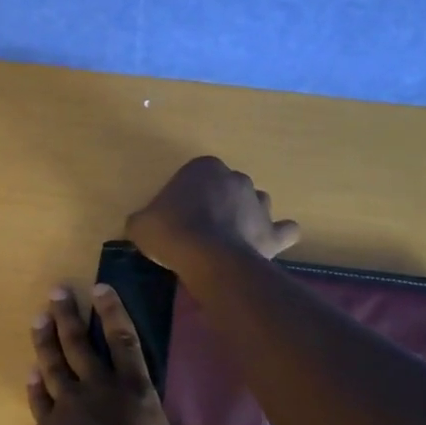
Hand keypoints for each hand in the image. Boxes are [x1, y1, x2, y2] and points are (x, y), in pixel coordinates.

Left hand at [28, 284, 224, 424]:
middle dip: (68, 315)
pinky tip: (30, 374)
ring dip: (45, 340)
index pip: (124, 341)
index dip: (112, 312)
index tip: (99, 288)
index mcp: (135, 393)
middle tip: (56, 292)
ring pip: (54, 364)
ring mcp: (68, 405)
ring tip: (37, 319)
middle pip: (79, 344)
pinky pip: (39, 399)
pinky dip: (35, 385)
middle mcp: (99, 389)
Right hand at [125, 156, 301, 276]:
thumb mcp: (141, 224)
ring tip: (231, 238)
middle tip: (202, 228)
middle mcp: (236, 178)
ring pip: (256, 204)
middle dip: (220, 204)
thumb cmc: (170, 231)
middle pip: (228, 188)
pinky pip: (284, 230)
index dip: (188, 196)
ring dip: (247, 216)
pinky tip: (266, 244)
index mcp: (204, 167)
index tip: (178, 216)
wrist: (206, 257)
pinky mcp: (273, 232)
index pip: (196, 176)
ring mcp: (259, 204)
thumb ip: (144, 219)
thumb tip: (144, 225)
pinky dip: (278, 236)